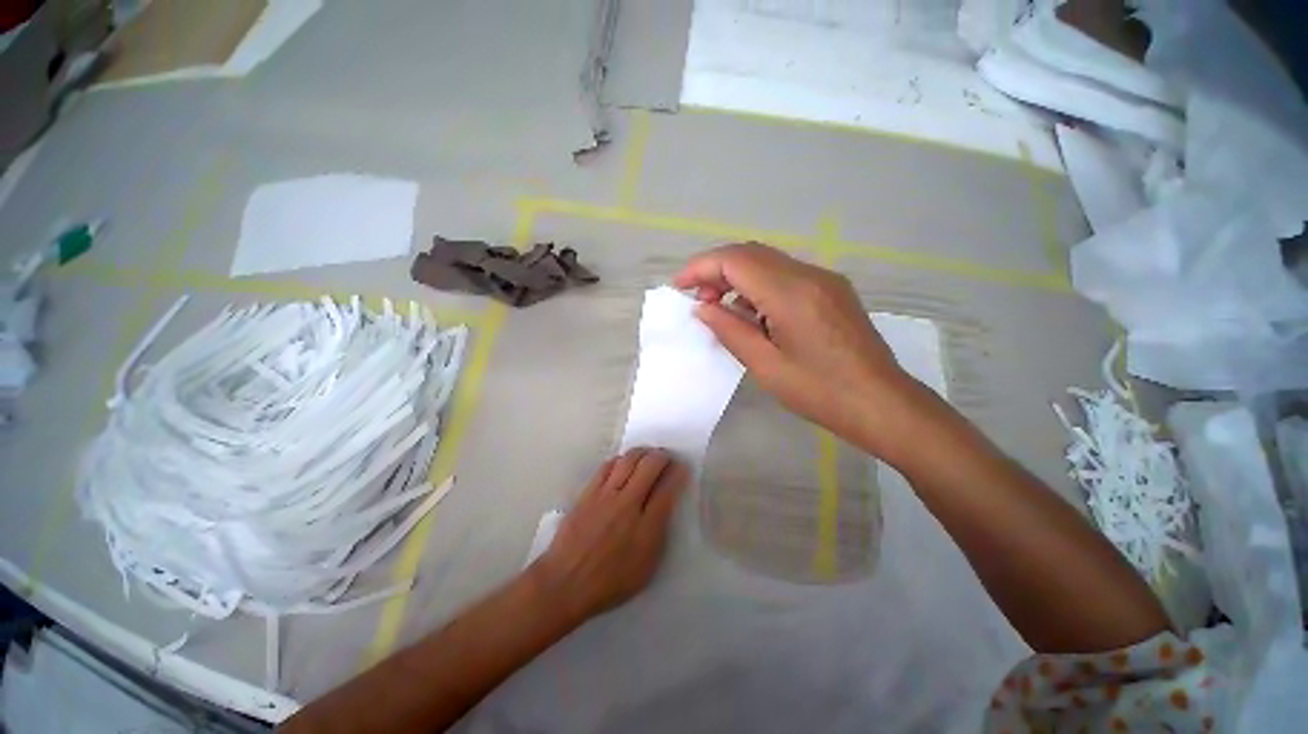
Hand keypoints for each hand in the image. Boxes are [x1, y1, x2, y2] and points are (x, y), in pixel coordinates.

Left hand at [531, 448, 687, 623]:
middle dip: (663, 456)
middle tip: (666, 458)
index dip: (679, 473)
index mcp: (646, 527)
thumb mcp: (646, 568)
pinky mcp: (588, 492)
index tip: (682, 468)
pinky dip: (620, 460)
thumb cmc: (609, 582)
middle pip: (650, 466)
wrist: (565, 583)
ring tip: (647, 455)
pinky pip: (607, 466)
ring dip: (642, 453)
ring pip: (629, 460)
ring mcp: (606, 495)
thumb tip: (665, 507)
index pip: (668, 488)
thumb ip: (659, 534)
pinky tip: (623, 464)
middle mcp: (628, 504)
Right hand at [674, 243, 925, 455]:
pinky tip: (753, 314)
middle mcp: (809, 275)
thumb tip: (702, 308)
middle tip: (698, 300)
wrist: (882, 404)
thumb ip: (730, 330)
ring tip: (722, 310)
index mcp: (791, 293)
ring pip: (768, 262)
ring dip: (737, 277)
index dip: (701, 267)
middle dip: (716, 270)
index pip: (735, 260)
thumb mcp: (766, 366)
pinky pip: (785, 275)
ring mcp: (824, 279)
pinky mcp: (832, 290)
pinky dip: (759, 286)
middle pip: (750, 253)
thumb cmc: (820, 392)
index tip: (679, 287)